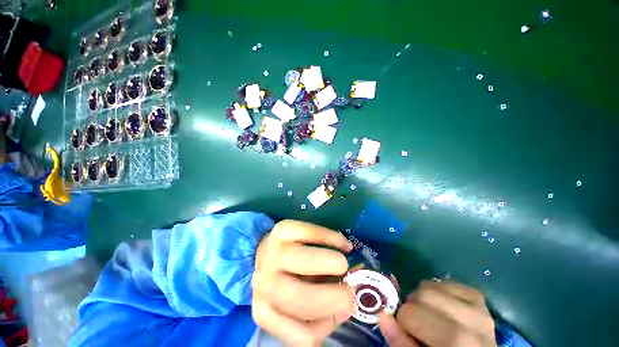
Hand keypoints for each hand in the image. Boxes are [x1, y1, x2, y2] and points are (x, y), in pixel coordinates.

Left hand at [252, 220, 355, 345]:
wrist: (270, 251)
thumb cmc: (289, 279)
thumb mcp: (301, 303)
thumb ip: (322, 311)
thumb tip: (348, 306)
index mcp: (267, 311)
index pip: (302, 335)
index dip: (330, 324)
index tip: (346, 309)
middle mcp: (264, 284)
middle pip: (300, 298)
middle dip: (333, 296)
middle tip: (350, 288)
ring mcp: (271, 253)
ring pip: (304, 261)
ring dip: (331, 263)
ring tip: (342, 264)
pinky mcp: (282, 229)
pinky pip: (309, 232)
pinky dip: (330, 237)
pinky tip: (341, 243)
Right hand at [379, 280, 495, 346]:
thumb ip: (401, 343)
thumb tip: (383, 316)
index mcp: (459, 343)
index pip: (414, 314)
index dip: (403, 321)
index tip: (407, 331)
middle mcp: (474, 322)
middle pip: (423, 294)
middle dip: (413, 306)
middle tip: (417, 323)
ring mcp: (479, 307)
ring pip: (432, 284)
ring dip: (422, 297)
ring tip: (429, 316)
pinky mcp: (478, 297)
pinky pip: (446, 282)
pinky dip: (435, 291)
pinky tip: (440, 308)